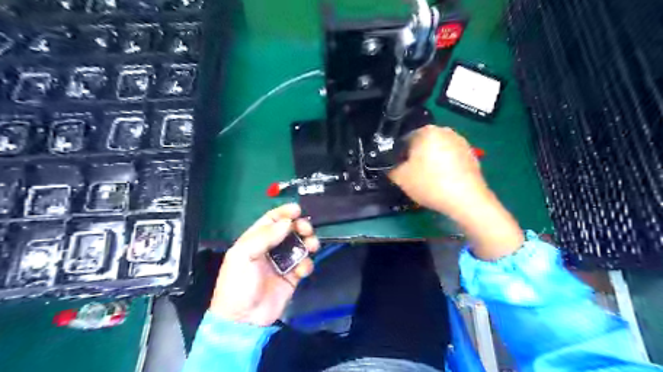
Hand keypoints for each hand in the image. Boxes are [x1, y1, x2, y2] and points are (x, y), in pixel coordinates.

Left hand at [207, 203, 319, 324]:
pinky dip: (307, 264)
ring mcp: (282, 262)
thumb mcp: (244, 255)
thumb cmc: (238, 284)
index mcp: (255, 240)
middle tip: (306, 229)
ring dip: (308, 243)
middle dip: (300, 226)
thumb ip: (265, 236)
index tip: (298, 210)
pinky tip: (302, 270)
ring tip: (312, 245)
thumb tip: (287, 222)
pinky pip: (304, 264)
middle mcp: (270, 248)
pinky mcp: (292, 277)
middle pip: (290, 231)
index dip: (284, 213)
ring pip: (300, 245)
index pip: (271, 220)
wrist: (244, 319)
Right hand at [390, 125, 523, 257]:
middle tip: (412, 175)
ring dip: (430, 162)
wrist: (466, 200)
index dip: (398, 156)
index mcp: (426, 131)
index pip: (404, 140)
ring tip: (428, 180)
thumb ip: (390, 168)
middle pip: (421, 144)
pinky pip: (450, 158)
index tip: (399, 170)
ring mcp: (460, 142)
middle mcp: (444, 131)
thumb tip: (390, 166)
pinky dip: (444, 167)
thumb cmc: (430, 184)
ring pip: (437, 151)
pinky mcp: (471, 154)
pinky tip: (443, 182)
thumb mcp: (400, 178)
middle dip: (415, 158)